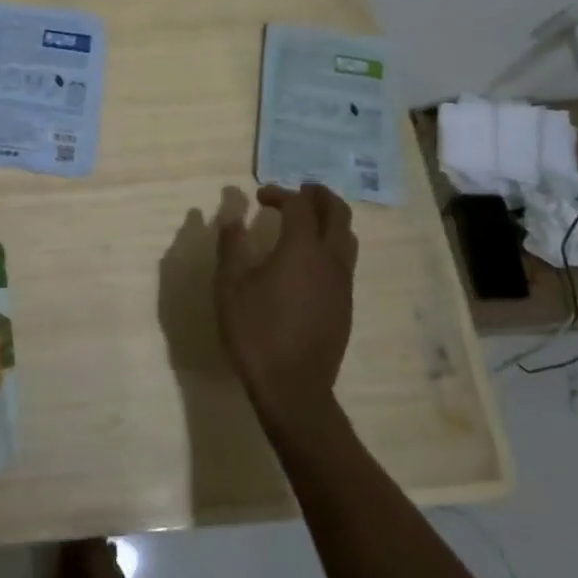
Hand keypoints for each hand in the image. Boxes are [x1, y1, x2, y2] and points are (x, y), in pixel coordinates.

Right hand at [216, 184, 357, 422]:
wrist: (293, 387)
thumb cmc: (255, 332)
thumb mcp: (230, 286)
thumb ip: (231, 246)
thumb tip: (231, 216)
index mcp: (301, 249)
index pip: (299, 205)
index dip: (280, 193)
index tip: (260, 197)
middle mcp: (330, 259)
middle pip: (338, 212)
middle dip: (319, 195)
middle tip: (298, 191)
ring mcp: (343, 283)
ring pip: (348, 237)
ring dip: (330, 219)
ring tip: (307, 221)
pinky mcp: (346, 304)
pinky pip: (345, 261)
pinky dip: (331, 244)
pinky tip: (308, 260)